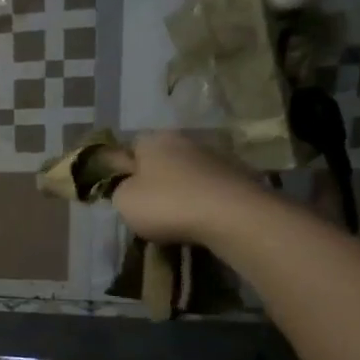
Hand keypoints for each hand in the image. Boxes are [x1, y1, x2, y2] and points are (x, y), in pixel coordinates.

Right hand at [110, 131, 271, 246]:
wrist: (234, 216)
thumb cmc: (168, 204)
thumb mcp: (124, 201)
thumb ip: (120, 189)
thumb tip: (130, 186)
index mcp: (153, 140)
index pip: (129, 148)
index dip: (123, 169)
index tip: (123, 191)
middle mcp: (184, 140)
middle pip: (161, 159)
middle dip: (155, 178)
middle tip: (148, 206)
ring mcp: (216, 156)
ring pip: (188, 172)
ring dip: (182, 189)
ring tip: (177, 217)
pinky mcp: (240, 175)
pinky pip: (210, 187)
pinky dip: (204, 199)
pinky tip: (201, 218)